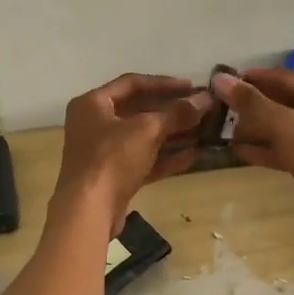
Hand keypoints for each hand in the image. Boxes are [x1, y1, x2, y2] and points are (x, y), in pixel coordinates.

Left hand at [54, 73, 211, 233]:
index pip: (131, 83)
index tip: (192, 86)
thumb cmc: (111, 159)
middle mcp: (94, 124)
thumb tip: (205, 100)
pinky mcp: (114, 177)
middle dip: (171, 110)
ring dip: (173, 134)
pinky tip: (194, 155)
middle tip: (201, 109)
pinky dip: (166, 157)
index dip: (164, 83)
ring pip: (143, 137)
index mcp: (92, 104)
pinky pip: (143, 160)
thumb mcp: (147, 130)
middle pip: (138, 110)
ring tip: (204, 130)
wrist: (89, 211)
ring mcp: (103, 152)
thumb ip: (177, 113)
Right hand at [212, 67, 293, 222]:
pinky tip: (240, 152)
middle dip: (252, 106)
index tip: (223, 81)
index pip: (282, 77)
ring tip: (225, 131)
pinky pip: (288, 149)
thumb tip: (221, 79)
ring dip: (256, 129)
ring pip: (284, 127)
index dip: (252, 78)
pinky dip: (267, 149)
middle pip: (283, 102)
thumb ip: (254, 104)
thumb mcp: (288, 128)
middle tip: (220, 109)